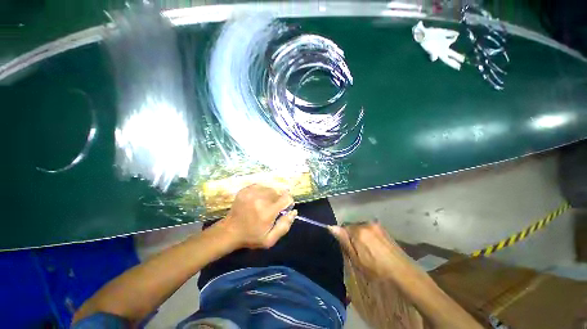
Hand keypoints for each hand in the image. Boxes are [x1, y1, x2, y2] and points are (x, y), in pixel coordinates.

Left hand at [218, 184, 296, 248]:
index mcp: (267, 211)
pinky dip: (262, 191)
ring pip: (270, 188)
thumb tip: (293, 211)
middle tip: (273, 208)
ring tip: (265, 204)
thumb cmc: (251, 237)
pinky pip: (261, 186)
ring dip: (271, 195)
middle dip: (279, 199)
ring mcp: (251, 192)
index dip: (288, 202)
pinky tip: (258, 200)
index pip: (286, 198)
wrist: (229, 232)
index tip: (285, 208)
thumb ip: (284, 225)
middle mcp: (260, 198)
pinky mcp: (245, 190)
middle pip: (279, 192)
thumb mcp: (270, 239)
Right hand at [329, 222, 403, 278]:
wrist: (403, 272)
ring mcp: (376, 225)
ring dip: (360, 236)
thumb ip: (344, 241)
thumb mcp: (356, 259)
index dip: (344, 238)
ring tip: (367, 251)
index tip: (348, 249)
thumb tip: (331, 227)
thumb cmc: (377, 269)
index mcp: (359, 231)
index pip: (343, 227)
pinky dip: (368, 236)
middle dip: (352, 236)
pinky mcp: (383, 229)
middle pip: (352, 227)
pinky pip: (369, 229)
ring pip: (361, 228)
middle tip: (357, 252)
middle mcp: (367, 224)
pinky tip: (375, 248)